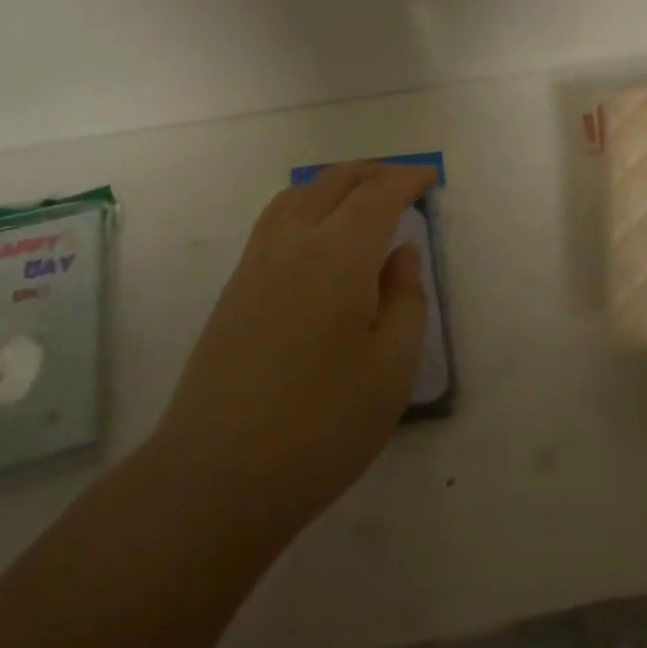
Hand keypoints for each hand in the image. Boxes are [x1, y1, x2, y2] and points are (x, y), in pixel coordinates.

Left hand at [150, 161, 436, 545]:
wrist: (217, 475)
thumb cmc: (322, 425)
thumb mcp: (392, 369)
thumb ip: (405, 299)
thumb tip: (400, 253)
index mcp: (338, 255)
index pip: (378, 195)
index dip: (407, 179)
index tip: (429, 178)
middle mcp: (293, 243)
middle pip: (333, 182)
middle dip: (373, 172)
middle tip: (402, 182)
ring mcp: (255, 264)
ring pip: (297, 196)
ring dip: (334, 184)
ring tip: (360, 198)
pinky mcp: (234, 289)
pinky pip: (274, 221)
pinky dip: (304, 205)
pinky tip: (315, 235)